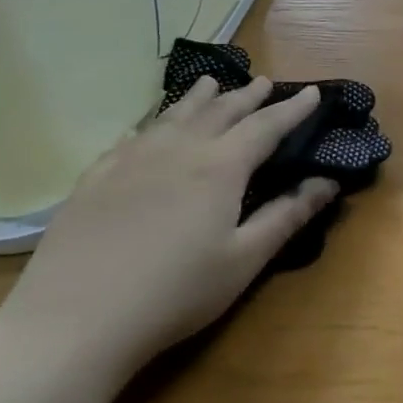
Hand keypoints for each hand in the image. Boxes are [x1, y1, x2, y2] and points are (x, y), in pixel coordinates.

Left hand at [0, 77, 336, 379]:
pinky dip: (152, 122)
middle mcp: (179, 150)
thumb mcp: (244, 260)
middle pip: (220, 111)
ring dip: (198, 97)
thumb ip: (287, 216)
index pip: (266, 126)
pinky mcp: (95, 178)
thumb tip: (328, 182)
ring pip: (173, 115)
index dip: (291, 109)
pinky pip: (131, 136)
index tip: (310, 93)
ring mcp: (131, 160)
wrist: (74, 321)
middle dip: (247, 95)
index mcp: (220, 167)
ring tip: (210, 82)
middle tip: (263, 81)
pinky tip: (148, 126)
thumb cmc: (175, 293)